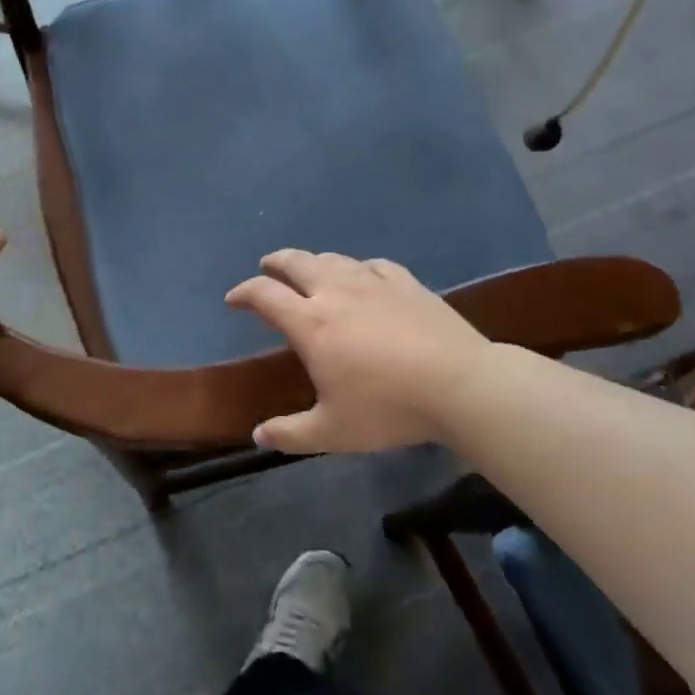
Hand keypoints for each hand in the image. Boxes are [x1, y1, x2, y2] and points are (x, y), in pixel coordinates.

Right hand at [225, 251, 489, 453]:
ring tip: (309, 271)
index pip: (264, 294)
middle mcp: (335, 292)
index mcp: (311, 323)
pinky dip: (356, 267)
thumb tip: (257, 436)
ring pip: (332, 258)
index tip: (233, 300)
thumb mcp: (333, 432)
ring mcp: (373, 282)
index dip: (243, 293)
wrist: (461, 385)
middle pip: (295, 261)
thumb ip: (291, 434)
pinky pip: (372, 264)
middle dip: (275, 262)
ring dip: (312, 261)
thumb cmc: (389, 408)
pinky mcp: (406, 283)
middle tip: (266, 268)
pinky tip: (362, 276)